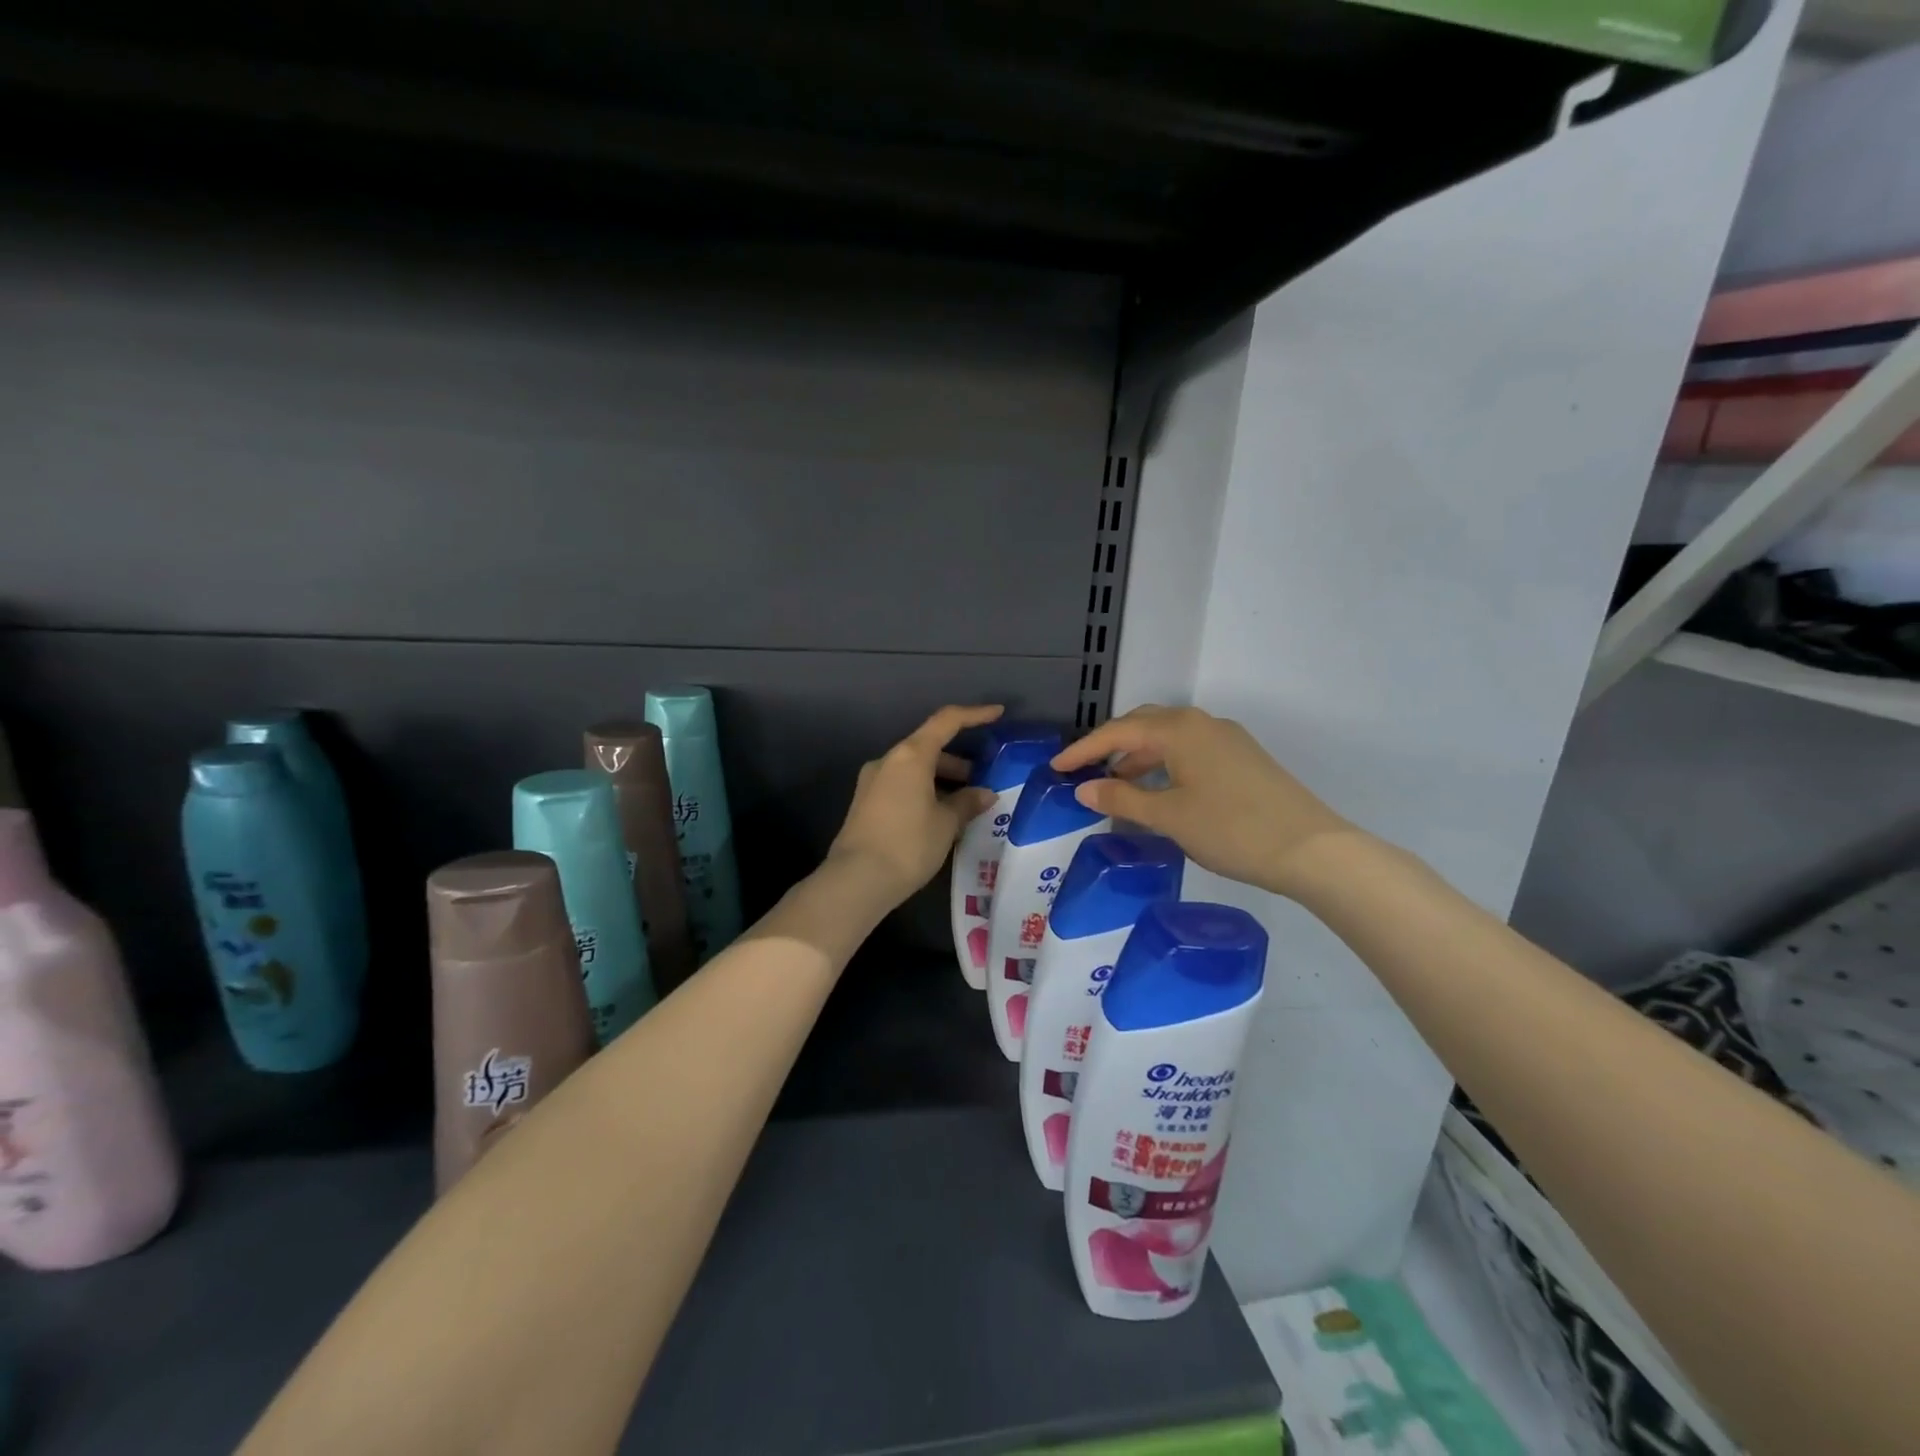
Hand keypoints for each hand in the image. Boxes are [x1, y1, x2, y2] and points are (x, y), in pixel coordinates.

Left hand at [827, 705, 1002, 904]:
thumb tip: (985, 794)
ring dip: (941, 779)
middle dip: (958, 761)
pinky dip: (924, 791)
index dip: (975, 715)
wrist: (856, 880)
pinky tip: (939, 816)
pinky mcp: (865, 802)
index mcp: (910, 755)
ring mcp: (872, 781)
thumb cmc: (908, 844)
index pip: (946, 722)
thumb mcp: (946, 824)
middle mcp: (888, 760)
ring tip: (964, 804)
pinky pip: (902, 785)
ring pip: (914, 769)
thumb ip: (967, 803)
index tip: (998, 714)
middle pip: (928, 747)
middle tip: (981, 781)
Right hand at [1051, 704, 1353, 899]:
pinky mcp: (1243, 759)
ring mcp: (1227, 739)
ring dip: (1138, 757)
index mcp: (1180, 730)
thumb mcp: (1169, 816)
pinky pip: (1190, 751)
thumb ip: (1122, 798)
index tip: (1056, 768)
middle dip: (1110, 746)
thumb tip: (1083, 787)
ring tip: (1117, 786)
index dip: (1083, 749)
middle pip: (1144, 725)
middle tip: (1084, 770)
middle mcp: (1202, 724)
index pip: (1118, 731)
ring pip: (1169, 739)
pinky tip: (1159, 792)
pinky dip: (1164, 765)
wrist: (1312, 850)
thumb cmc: (1231, 829)